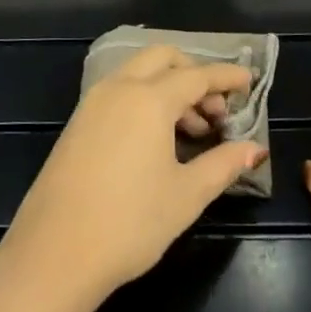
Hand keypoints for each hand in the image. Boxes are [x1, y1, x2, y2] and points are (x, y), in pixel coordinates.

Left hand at [0, 46, 266, 307]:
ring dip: (169, 88)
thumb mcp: (187, 195)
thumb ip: (224, 164)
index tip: (249, 80)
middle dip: (194, 74)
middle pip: (162, 59)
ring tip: (193, 132)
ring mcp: (93, 103)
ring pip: (138, 74)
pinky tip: (158, 140)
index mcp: (149, 99)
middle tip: (216, 111)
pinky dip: (145, 99)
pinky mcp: (77, 122)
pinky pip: (119, 93)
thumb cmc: (130, 223)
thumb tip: (256, 148)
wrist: (55, 252)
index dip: (226, 77)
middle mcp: (119, 88)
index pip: (197, 75)